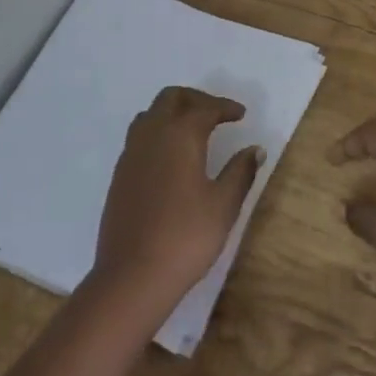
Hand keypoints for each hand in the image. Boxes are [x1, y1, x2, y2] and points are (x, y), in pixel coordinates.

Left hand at [92, 87, 263, 321]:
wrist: (132, 277)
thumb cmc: (185, 237)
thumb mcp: (223, 205)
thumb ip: (240, 172)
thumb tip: (255, 149)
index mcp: (180, 135)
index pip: (205, 108)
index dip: (225, 107)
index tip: (241, 114)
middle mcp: (152, 135)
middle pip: (171, 98)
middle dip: (196, 99)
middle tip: (217, 114)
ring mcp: (131, 154)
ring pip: (150, 115)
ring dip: (172, 112)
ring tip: (193, 130)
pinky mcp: (119, 175)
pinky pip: (139, 137)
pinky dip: (158, 133)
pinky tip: (170, 157)